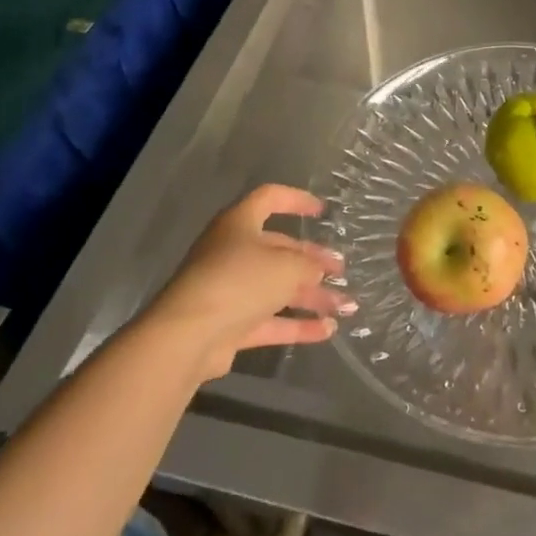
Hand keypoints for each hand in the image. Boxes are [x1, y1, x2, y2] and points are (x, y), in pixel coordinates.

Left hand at [146, 185, 348, 380]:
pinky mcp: (229, 324)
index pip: (270, 198)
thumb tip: (318, 270)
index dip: (297, 200)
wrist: (188, 336)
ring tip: (346, 307)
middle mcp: (233, 252)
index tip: (322, 210)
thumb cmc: (238, 281)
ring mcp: (230, 290)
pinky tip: (327, 331)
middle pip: (278, 249)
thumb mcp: (285, 266)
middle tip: (341, 271)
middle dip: (312, 261)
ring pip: (277, 288)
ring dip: (311, 296)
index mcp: (240, 223)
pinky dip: (297, 325)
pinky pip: (269, 320)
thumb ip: (308, 265)